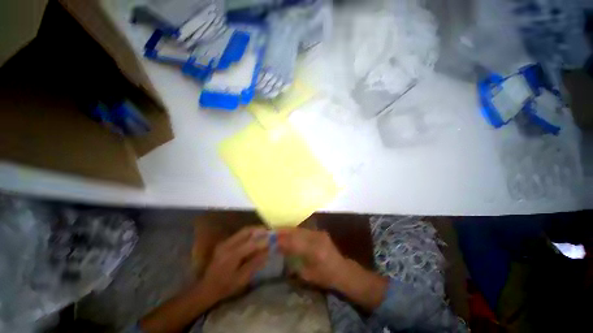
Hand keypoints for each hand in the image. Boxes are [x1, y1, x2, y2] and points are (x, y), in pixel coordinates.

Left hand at [201, 227, 268, 301]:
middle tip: (269, 232)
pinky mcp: (224, 242)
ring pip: (243, 231)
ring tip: (264, 233)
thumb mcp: (241, 279)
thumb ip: (255, 264)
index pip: (251, 243)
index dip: (263, 241)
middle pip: (246, 231)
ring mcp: (225, 242)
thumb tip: (267, 252)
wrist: (206, 288)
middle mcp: (227, 245)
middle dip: (259, 230)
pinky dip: (249, 234)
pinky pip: (239, 234)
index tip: (273, 240)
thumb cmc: (225, 287)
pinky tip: (254, 238)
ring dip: (255, 230)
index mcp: (231, 256)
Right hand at [277, 228, 348, 288]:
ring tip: (277, 231)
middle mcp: (317, 239)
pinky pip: (304, 230)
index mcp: (314, 251)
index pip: (294, 242)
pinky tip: (288, 232)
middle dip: (283, 232)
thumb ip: (293, 262)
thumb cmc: (325, 277)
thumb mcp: (307, 274)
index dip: (281, 240)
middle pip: (296, 232)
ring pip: (299, 229)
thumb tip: (280, 251)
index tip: (270, 240)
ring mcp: (319, 233)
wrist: (342, 270)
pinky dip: (295, 231)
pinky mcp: (320, 232)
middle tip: (271, 232)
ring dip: (288, 230)